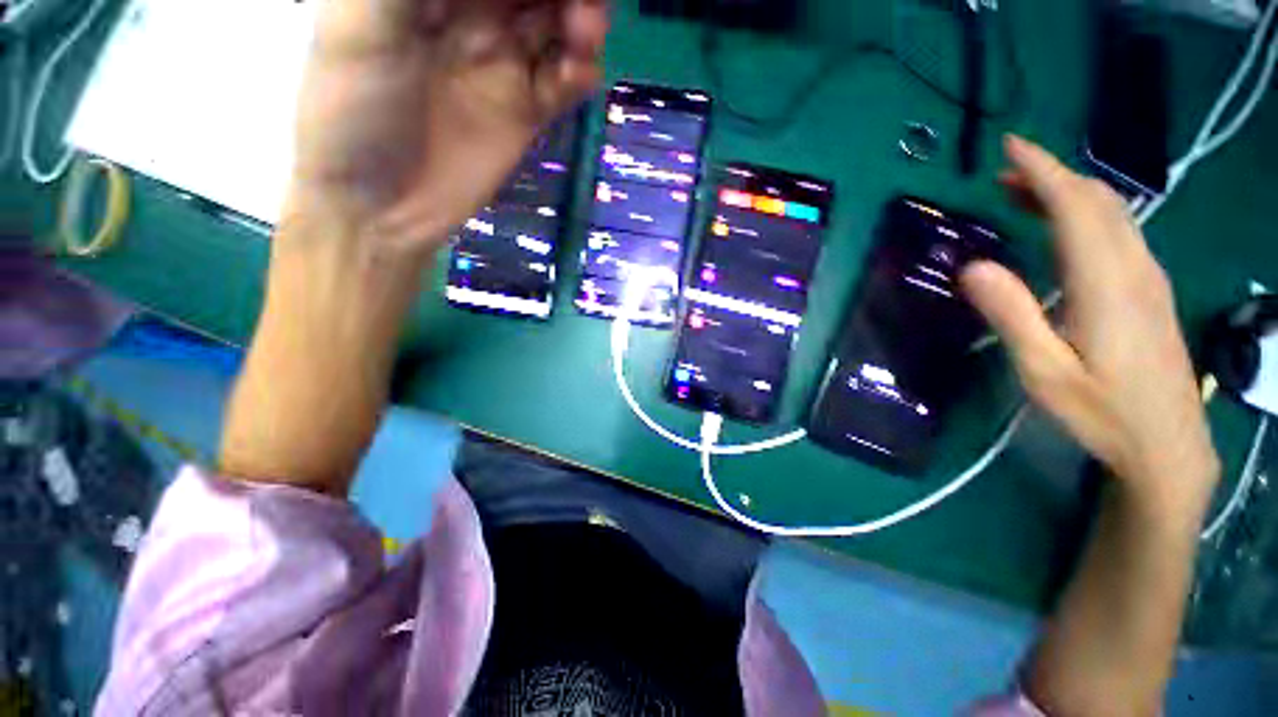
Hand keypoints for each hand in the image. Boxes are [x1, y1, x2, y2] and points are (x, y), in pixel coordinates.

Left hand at [285, 0, 607, 258]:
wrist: (382, 209)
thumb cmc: (351, 113)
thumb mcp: (360, 26)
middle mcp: (471, 15)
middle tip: (579, 12)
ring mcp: (502, 65)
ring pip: (557, 25)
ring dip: (582, 23)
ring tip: (584, 39)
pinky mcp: (524, 112)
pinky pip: (564, 82)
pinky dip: (580, 73)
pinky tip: (580, 77)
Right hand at [960, 136, 1219, 523]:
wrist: (1169, 446)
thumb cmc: (1103, 412)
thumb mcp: (1044, 371)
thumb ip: (1012, 315)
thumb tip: (973, 266)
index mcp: (1106, 283)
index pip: (1075, 207)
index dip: (1043, 170)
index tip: (1012, 146)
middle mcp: (1134, 268)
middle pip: (1099, 202)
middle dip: (1053, 176)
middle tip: (1005, 173)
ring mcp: (1149, 278)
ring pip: (1114, 214)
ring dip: (1070, 193)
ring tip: (1025, 193)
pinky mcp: (1151, 290)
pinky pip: (1120, 233)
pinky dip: (1088, 214)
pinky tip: (1066, 228)